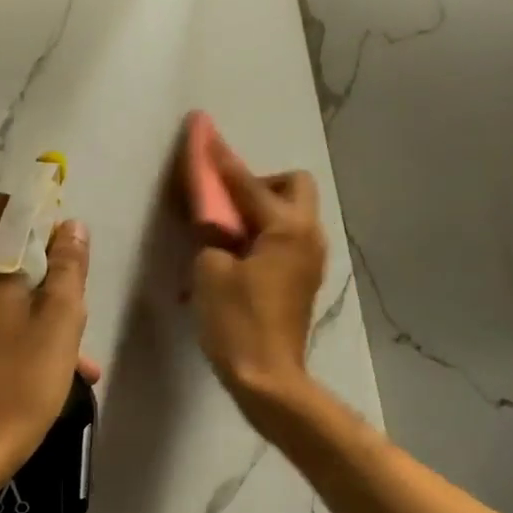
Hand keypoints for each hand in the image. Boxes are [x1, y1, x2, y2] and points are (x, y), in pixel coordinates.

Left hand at [0, 194, 93, 483]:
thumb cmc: (16, 382)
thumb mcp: (60, 322)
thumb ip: (68, 266)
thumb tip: (70, 226)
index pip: (5, 208)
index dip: (38, 220)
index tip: (61, 250)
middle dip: (29, 269)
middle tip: (62, 306)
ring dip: (12, 306)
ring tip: (50, 352)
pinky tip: (11, 368)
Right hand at [191, 134, 326, 418]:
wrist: (269, 378)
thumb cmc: (237, 323)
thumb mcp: (211, 272)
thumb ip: (212, 234)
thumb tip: (215, 222)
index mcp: (286, 228)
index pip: (246, 183)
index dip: (220, 160)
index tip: (202, 134)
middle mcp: (308, 235)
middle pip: (292, 185)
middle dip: (259, 183)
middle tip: (227, 204)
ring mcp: (311, 259)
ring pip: (292, 214)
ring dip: (261, 211)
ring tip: (227, 232)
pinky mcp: (304, 279)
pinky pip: (287, 239)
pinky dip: (265, 236)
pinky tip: (238, 257)